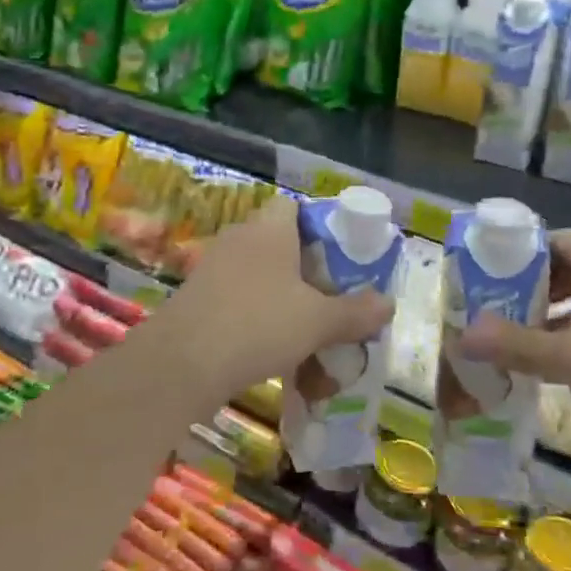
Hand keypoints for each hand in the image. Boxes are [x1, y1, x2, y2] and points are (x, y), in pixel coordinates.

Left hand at [166, 196, 394, 396]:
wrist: (182, 364)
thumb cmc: (258, 325)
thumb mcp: (318, 321)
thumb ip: (355, 312)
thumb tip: (388, 304)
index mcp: (269, 229)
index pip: (294, 207)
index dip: (320, 225)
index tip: (342, 255)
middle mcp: (239, 240)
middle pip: (280, 243)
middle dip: (307, 270)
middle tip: (333, 297)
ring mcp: (214, 269)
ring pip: (261, 276)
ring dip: (284, 299)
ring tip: (310, 330)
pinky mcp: (200, 300)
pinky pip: (240, 301)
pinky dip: (260, 319)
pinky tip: (276, 350)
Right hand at [459, 231, 570, 437]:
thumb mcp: (565, 357)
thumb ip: (513, 343)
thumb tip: (462, 336)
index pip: (558, 241)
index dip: (523, 256)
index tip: (494, 280)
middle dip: (536, 289)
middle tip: (504, 312)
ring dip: (559, 315)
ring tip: (527, 341)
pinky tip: (566, 365)